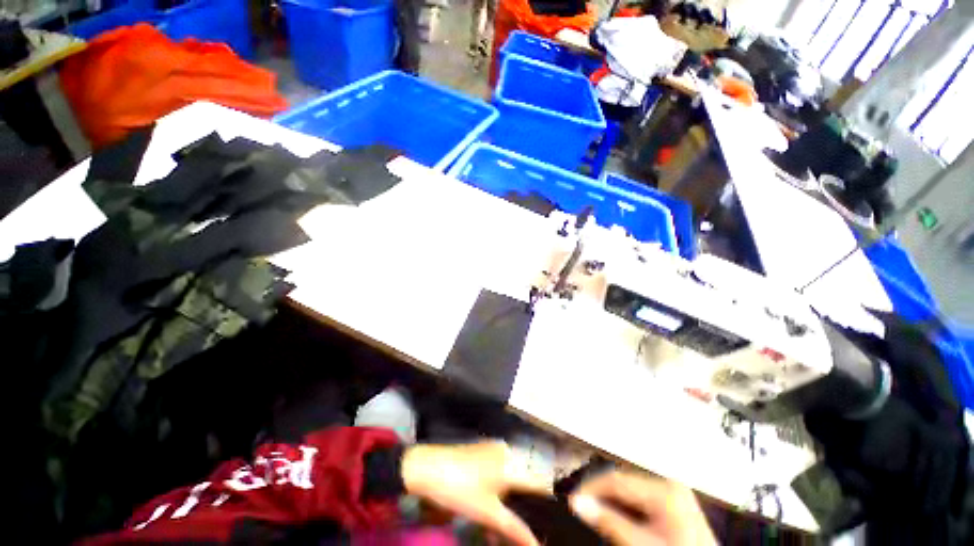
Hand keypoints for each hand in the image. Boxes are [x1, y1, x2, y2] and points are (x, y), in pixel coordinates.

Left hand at [401, 442, 551, 545]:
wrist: (428, 467)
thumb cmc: (459, 490)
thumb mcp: (487, 514)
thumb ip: (514, 529)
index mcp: (512, 464)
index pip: (540, 485)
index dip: (543, 507)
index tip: (542, 526)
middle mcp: (508, 451)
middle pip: (524, 482)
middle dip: (520, 507)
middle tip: (506, 530)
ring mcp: (495, 447)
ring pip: (511, 476)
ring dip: (508, 499)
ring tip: (493, 522)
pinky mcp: (484, 447)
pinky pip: (500, 467)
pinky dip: (498, 485)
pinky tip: (485, 500)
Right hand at [569, 471, 715, 545]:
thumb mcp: (642, 544)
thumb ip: (609, 522)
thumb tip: (578, 502)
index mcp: (664, 488)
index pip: (615, 479)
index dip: (591, 488)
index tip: (574, 500)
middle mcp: (669, 482)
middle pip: (622, 481)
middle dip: (601, 494)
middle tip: (583, 508)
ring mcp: (673, 490)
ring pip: (630, 487)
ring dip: (611, 499)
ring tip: (598, 513)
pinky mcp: (674, 499)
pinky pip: (640, 494)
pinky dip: (626, 504)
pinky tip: (618, 515)